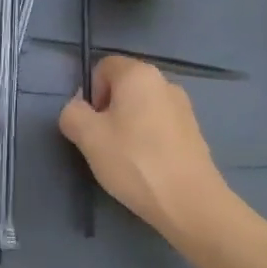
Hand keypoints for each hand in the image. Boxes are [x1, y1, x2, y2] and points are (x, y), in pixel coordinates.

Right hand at [58, 56, 230, 239]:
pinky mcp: (193, 131)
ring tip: (125, 158)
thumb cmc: (134, 161)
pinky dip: (148, 138)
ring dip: (128, 126)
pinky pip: (160, 125)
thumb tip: (78, 109)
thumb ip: (72, 114)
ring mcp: (183, 107)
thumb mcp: (88, 137)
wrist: (190, 201)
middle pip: (124, 87)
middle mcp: (164, 82)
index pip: (104, 67)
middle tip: (103, 143)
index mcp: (139, 74)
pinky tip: (147, 166)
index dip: (90, 92)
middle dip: (108, 110)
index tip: (90, 124)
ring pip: (142, 107)